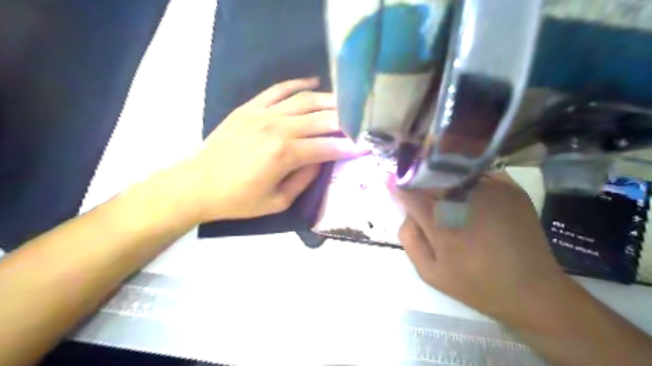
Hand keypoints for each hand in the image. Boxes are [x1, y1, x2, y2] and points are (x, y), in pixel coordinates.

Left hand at [173, 77, 365, 221]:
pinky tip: (314, 82)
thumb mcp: (278, 201)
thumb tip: (321, 160)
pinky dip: (298, 84)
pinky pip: (279, 89)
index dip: (348, 147)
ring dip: (329, 100)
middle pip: (321, 119)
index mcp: (285, 155)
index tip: (365, 146)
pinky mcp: (250, 107)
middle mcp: (278, 128)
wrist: (198, 184)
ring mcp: (263, 113)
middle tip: (361, 121)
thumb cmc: (238, 200)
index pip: (327, 147)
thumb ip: (305, 179)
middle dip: (345, 120)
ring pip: (305, 100)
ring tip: (345, 102)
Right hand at [394, 173, 577, 327]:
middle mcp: (464, 199)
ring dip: (446, 181)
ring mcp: (490, 190)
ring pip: (455, 174)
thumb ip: (410, 239)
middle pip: (431, 177)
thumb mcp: (430, 272)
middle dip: (421, 180)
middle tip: (420, 190)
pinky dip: (470, 181)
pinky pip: (479, 175)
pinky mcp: (510, 189)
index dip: (399, 185)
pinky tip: (474, 198)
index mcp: (441, 223)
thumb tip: (406, 211)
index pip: (411, 192)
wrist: (531, 291)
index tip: (390, 180)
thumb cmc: (474, 284)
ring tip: (448, 195)